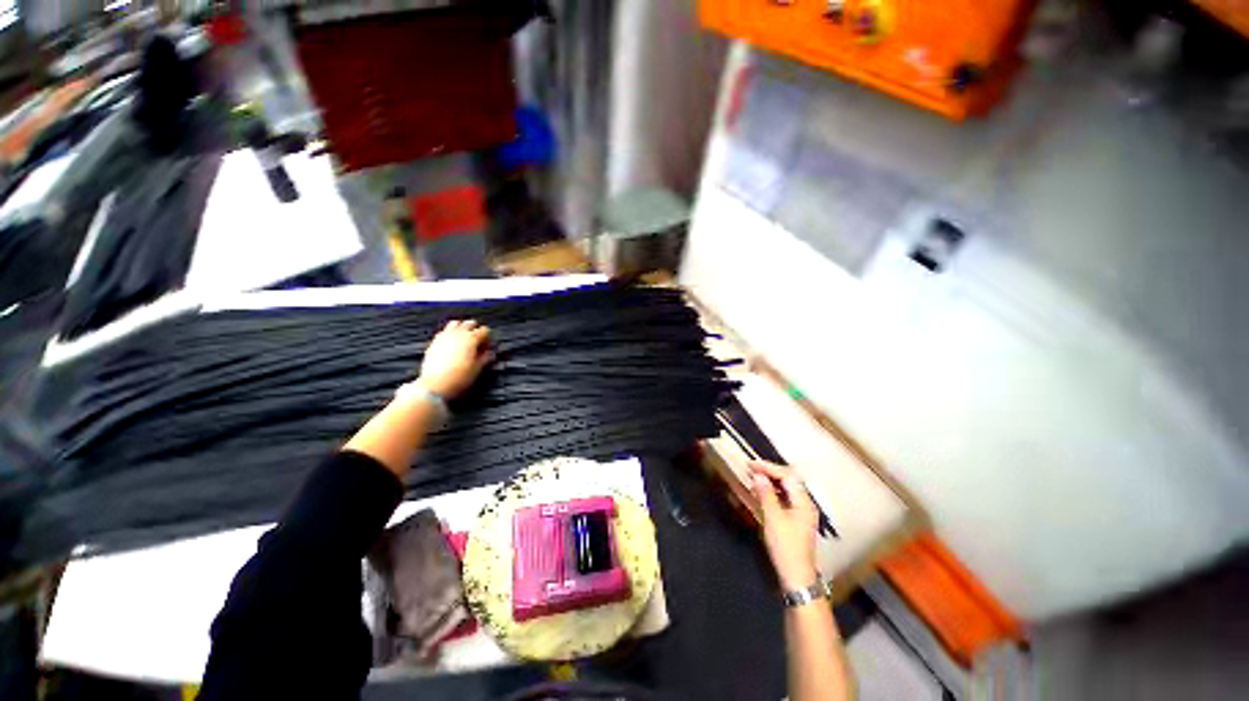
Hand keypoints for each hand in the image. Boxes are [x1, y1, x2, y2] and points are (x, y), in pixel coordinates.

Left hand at [418, 320, 492, 398]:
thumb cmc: (459, 377)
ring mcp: (444, 336)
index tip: (488, 347)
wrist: (434, 385)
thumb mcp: (477, 369)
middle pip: (470, 323)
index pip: (484, 330)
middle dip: (476, 330)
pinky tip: (451, 343)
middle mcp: (458, 334)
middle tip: (478, 342)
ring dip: (462, 328)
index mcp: (471, 339)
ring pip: (455, 324)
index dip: (488, 338)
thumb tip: (491, 353)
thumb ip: (486, 358)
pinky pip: (444, 331)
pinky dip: (450, 333)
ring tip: (464, 339)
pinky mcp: (434, 342)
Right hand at [750, 460, 819, 590]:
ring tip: (754, 478)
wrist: (796, 576)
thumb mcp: (773, 519)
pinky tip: (762, 493)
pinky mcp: (796, 521)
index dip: (769, 468)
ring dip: (770, 482)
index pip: (787, 476)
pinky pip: (784, 499)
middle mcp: (805, 504)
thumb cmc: (786, 546)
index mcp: (804, 502)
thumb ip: (766, 495)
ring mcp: (801, 513)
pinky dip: (772, 493)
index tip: (751, 464)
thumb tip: (758, 475)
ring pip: (786, 490)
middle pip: (789, 481)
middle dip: (770, 473)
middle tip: (751, 469)